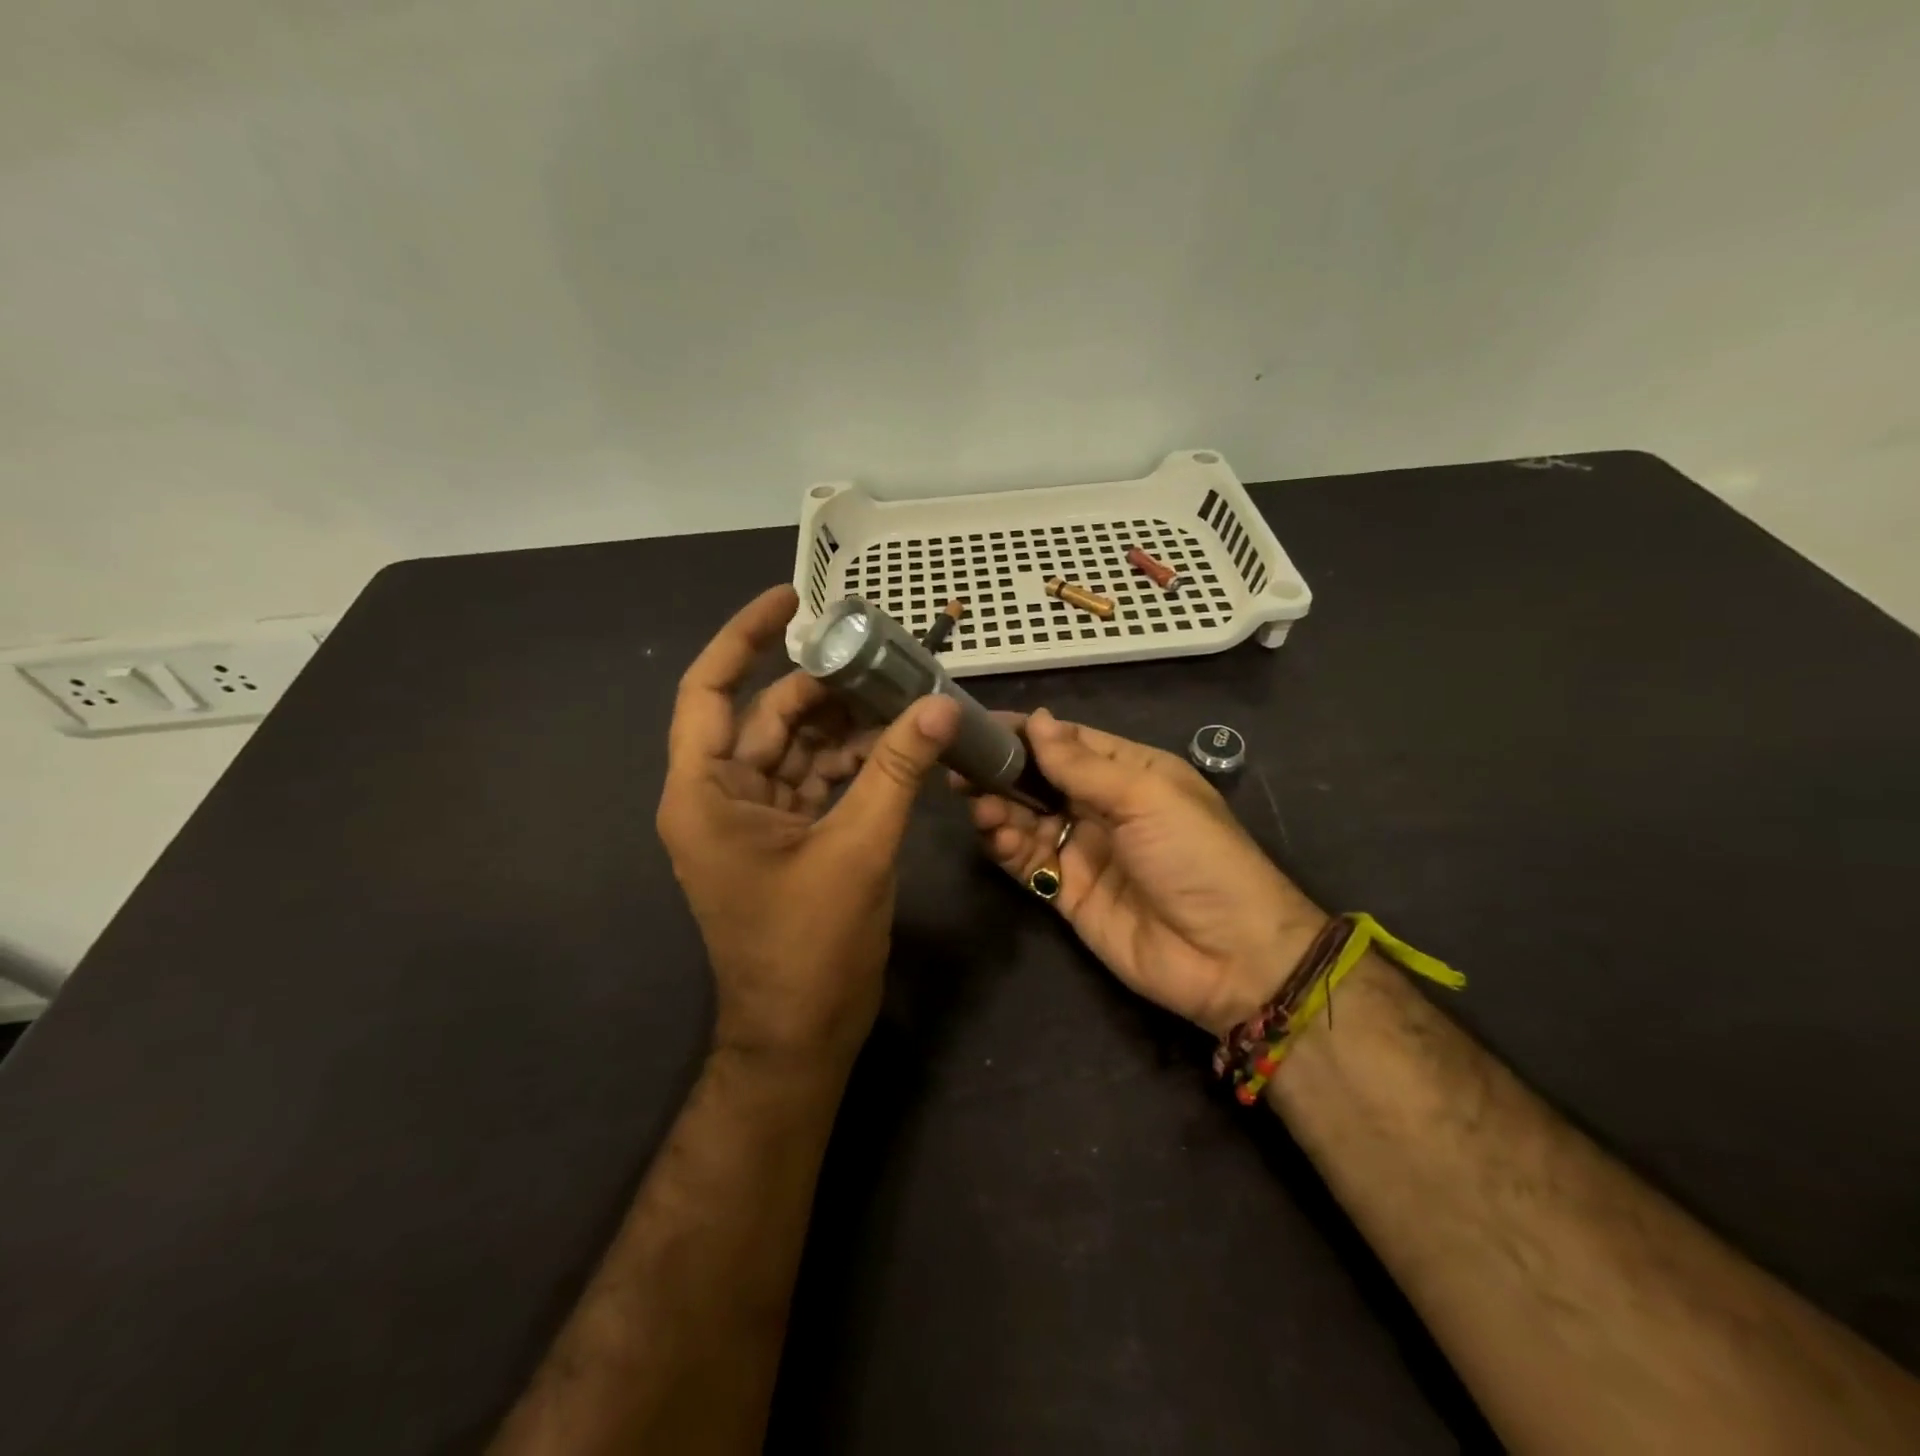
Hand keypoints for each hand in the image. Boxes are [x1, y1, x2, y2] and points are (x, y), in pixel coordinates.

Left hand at [657, 585, 960, 1067]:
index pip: (710, 690)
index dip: (744, 637)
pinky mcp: (784, 839)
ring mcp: (752, 820)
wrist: (800, 1036)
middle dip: (824, 687)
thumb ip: (897, 771)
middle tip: (884, 657)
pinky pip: (815, 781)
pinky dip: (851, 762)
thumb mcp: (858, 849)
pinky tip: (896, 746)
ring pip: (797, 748)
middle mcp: (719, 798)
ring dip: (846, 725)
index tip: (792, 599)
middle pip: (768, 717)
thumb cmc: (809, 948)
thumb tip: (942, 704)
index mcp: (706, 794)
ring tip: (903, 696)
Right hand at [961, 709, 1327, 1035]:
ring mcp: (1084, 851)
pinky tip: (994, 836)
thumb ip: (1083, 764)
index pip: (1068, 742)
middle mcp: (1103, 806)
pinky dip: (1006, 847)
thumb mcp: (1146, 797)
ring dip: (999, 809)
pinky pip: (1028, 861)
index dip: (1026, 732)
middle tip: (961, 768)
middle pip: (1040, 780)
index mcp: (1131, 772)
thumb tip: (1036, 719)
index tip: (978, 724)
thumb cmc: (1196, 857)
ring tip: (979, 805)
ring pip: (1027, 819)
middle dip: (1002, 772)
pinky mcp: (1068, 893)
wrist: (1230, 957)